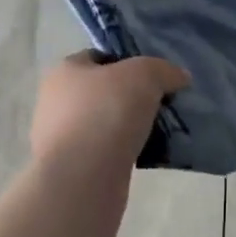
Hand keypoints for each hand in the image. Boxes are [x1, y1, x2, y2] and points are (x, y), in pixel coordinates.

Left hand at [29, 51, 190, 171]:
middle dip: (131, 97)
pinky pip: (106, 151)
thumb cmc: (107, 113)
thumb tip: (179, 77)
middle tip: (161, 103)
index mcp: (64, 72)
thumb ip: (164, 70)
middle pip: (103, 91)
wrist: (83, 179)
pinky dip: (125, 151)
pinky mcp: (72, 168)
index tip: (155, 76)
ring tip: (159, 130)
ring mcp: (61, 138)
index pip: (99, 57)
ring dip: (129, 127)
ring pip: (105, 123)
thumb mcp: (144, 75)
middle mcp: (56, 102)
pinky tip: (146, 154)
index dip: (128, 61)